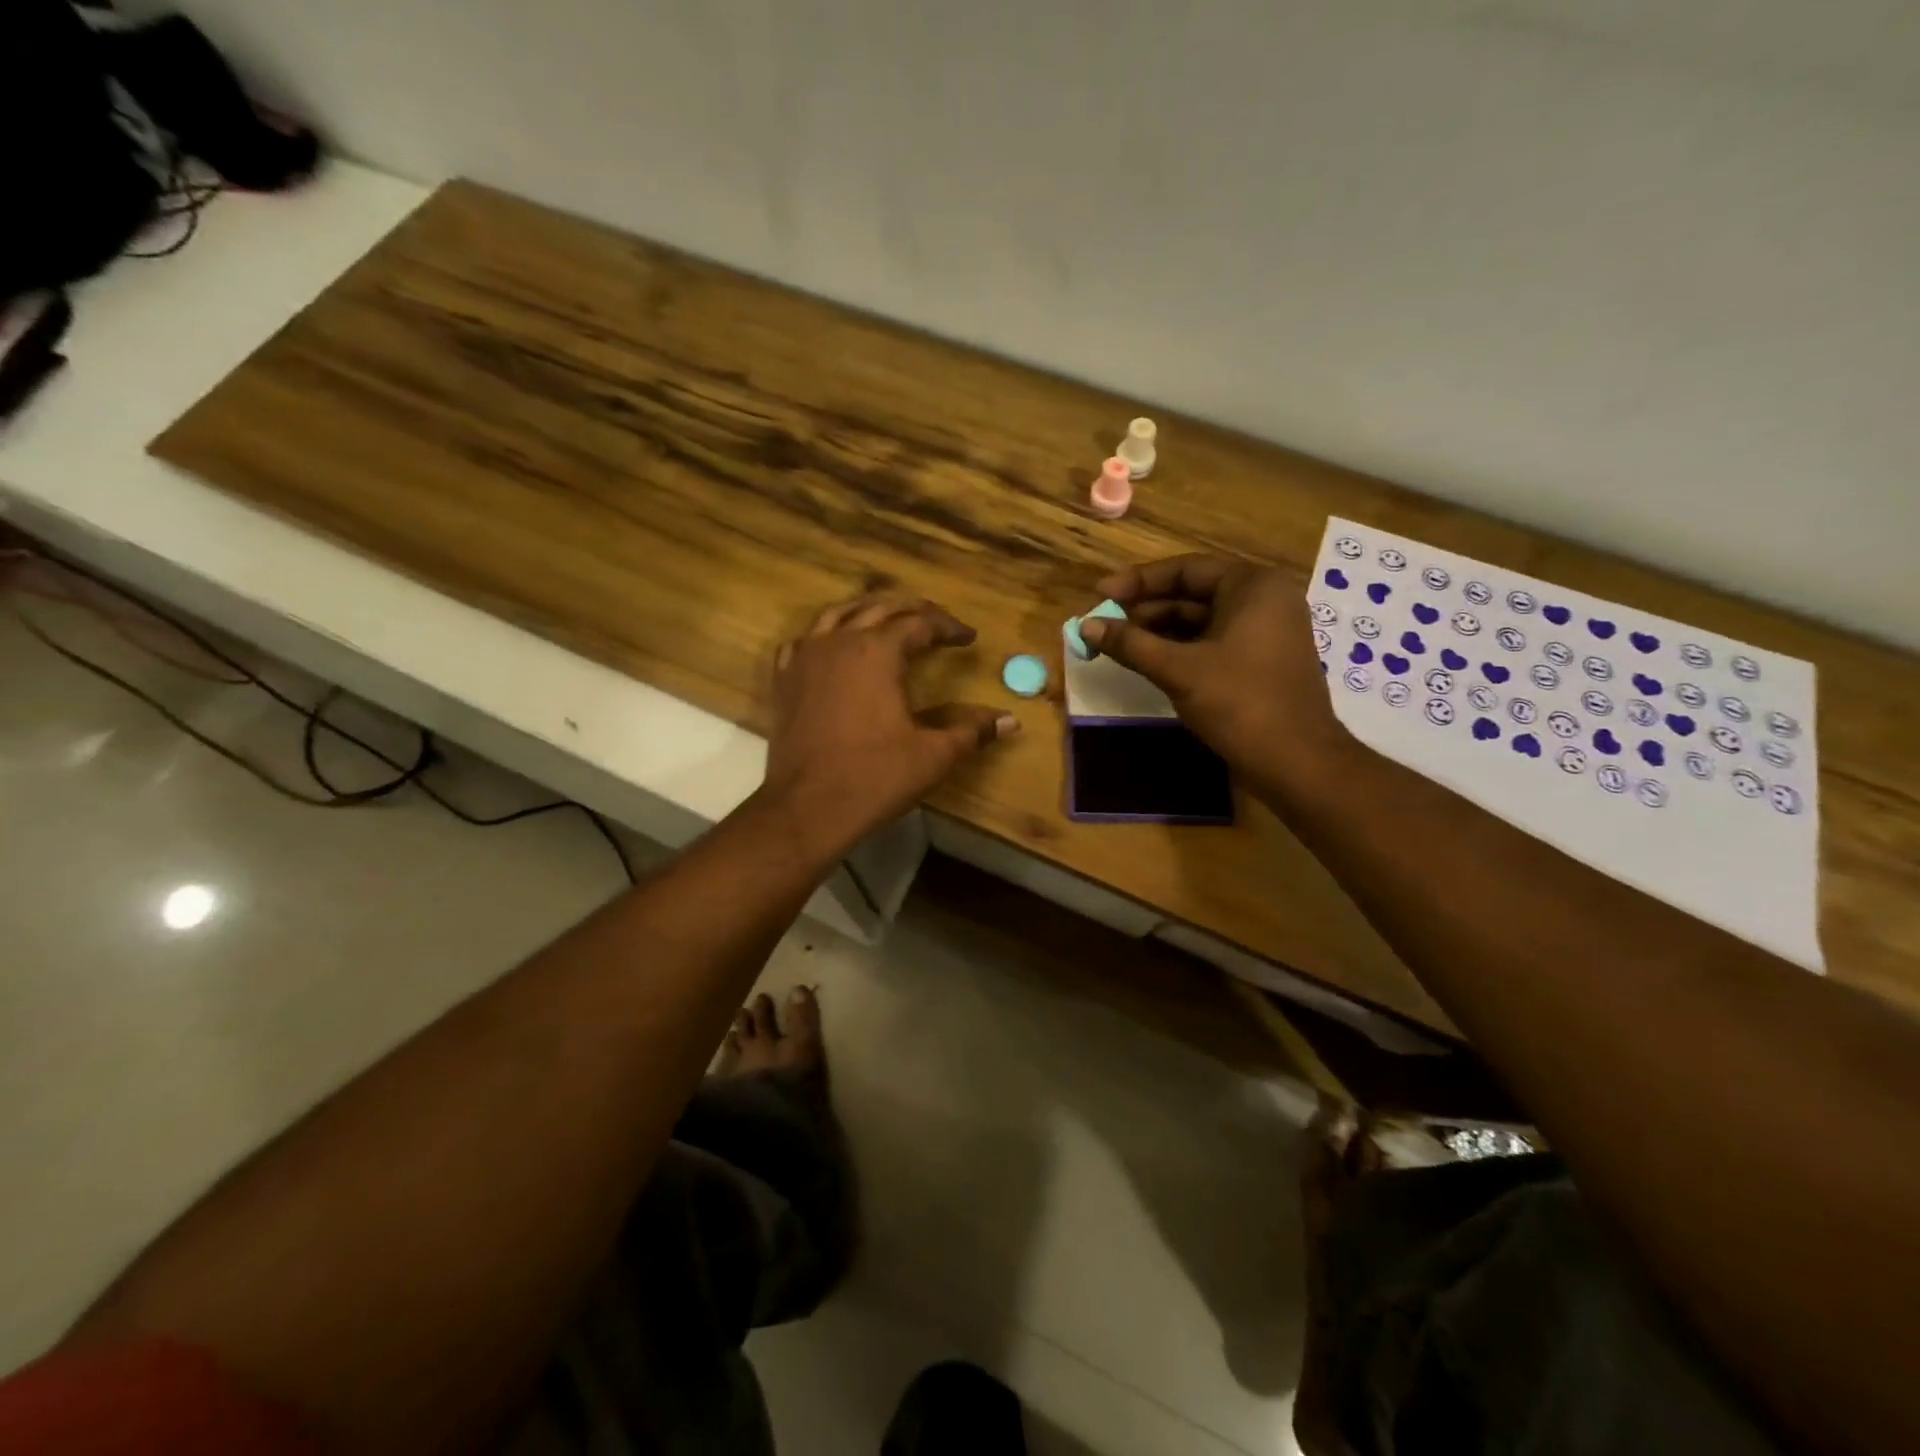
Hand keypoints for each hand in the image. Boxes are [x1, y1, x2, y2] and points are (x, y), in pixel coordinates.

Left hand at [760, 594, 1017, 852]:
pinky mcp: (784, 679)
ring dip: (868, 611)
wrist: (807, 808)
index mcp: (878, 652)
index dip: (948, 627)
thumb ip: (971, 731)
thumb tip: (1010, 720)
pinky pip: (804, 640)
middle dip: (912, 610)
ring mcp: (805, 658)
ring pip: (838, 614)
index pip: (920, 623)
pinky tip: (834, 647)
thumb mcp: (933, 755)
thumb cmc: (875, 777)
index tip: (968, 638)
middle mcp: (840, 642)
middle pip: (880, 607)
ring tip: (889, 620)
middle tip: (936, 622)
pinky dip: (825, 635)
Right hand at [1078, 555, 1348, 791]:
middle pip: (1192, 595)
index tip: (1100, 594)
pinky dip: (1179, 651)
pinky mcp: (1259, 664)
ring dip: (1158, 633)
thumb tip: (1086, 625)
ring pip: (1200, 623)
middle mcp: (1264, 601)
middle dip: (1145, 610)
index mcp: (1253, 587)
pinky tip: (1147, 663)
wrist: (1295, 763)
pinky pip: (1211, 645)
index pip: (1186, 570)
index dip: (1138, 582)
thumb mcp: (1178, 669)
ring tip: (1118, 645)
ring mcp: (1264, 634)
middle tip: (1103, 624)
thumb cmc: (1240, 703)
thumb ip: (1131, 644)